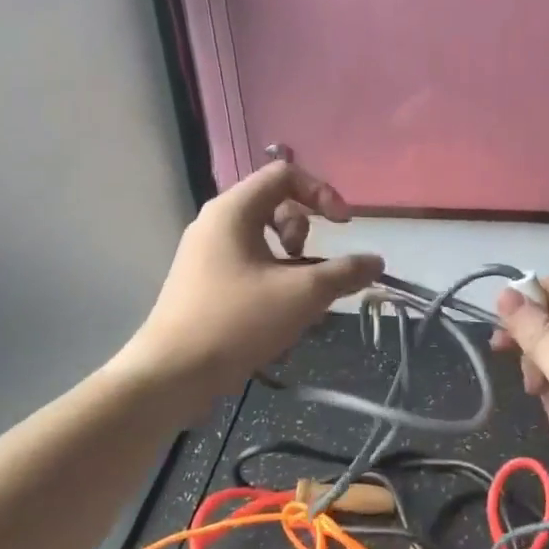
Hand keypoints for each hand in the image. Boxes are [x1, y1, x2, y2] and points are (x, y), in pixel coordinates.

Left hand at [123, 162, 382, 407]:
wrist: (172, 374)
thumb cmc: (237, 321)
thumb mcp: (302, 294)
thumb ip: (344, 273)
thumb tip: (376, 261)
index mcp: (233, 210)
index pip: (284, 174)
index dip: (322, 193)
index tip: (343, 227)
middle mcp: (215, 223)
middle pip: (273, 204)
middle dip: (304, 231)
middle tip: (310, 265)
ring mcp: (205, 254)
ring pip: (262, 239)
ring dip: (292, 261)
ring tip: (299, 296)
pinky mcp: (202, 283)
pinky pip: (248, 265)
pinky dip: (272, 279)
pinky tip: (280, 316)